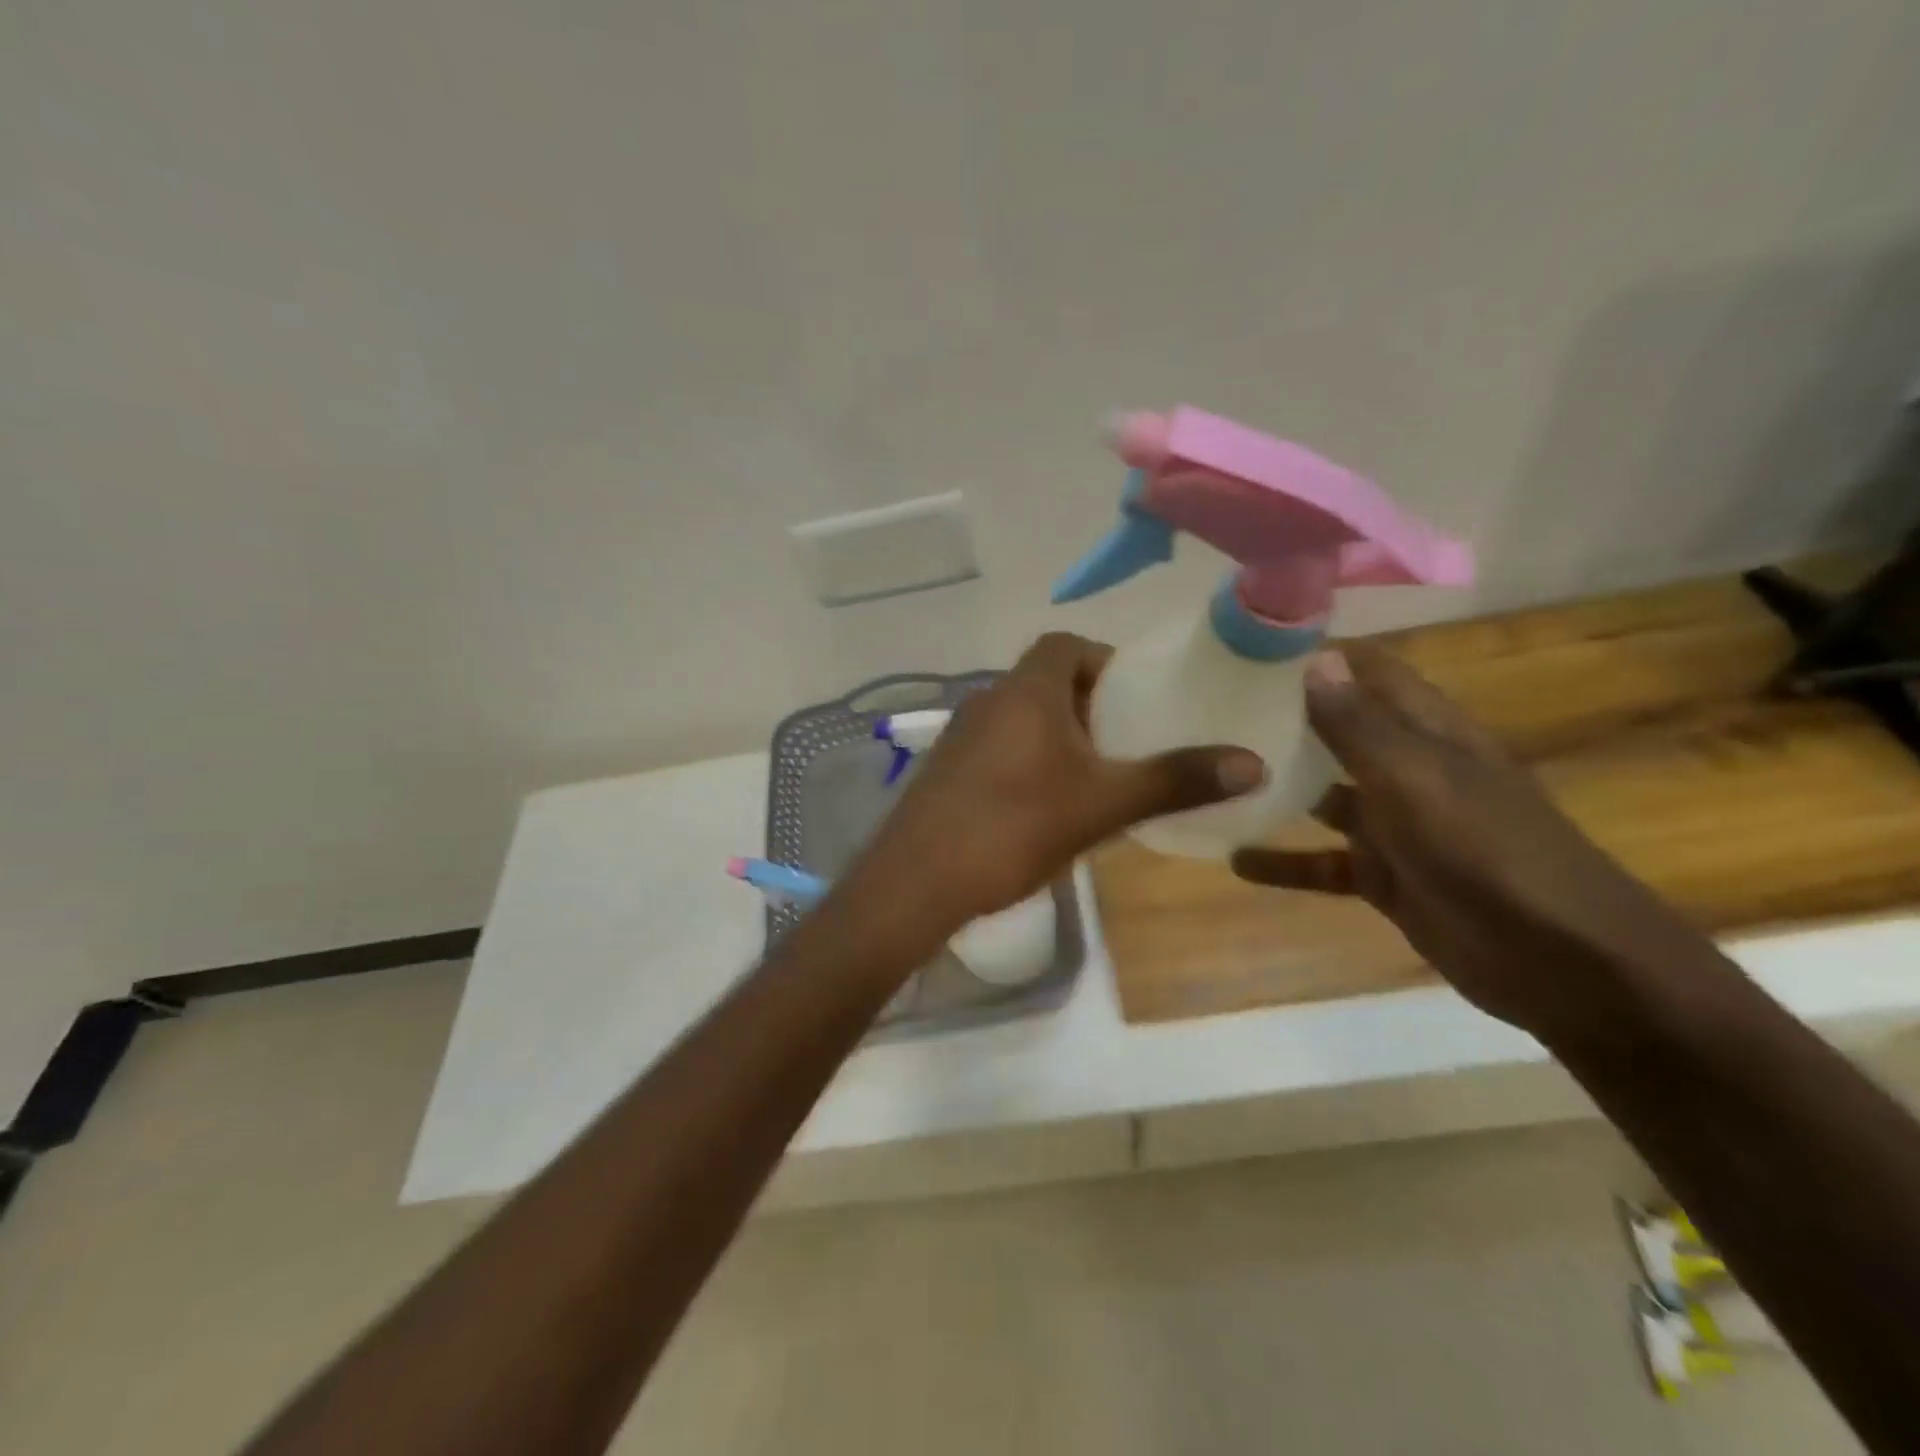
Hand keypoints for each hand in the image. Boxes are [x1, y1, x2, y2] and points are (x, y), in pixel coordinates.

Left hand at [843, 632, 1265, 939]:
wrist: (917, 881)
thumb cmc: (1014, 827)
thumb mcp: (1103, 804)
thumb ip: (1174, 780)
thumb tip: (1253, 762)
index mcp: (1025, 691)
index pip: (1065, 644)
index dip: (1103, 660)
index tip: (1135, 695)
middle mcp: (987, 700)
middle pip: (1045, 681)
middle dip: (1088, 703)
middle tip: (1125, 741)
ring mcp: (959, 737)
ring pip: (1020, 718)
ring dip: (1057, 735)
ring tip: (1094, 776)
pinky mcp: (945, 772)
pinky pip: (997, 748)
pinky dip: (1027, 760)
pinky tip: (1044, 807)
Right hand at [1230, 644, 1702, 1039]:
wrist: (1562, 964)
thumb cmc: (1490, 852)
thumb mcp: (1417, 780)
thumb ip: (1360, 726)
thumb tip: (1314, 660)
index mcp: (1428, 732)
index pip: (1369, 673)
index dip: (1318, 656)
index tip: (1249, 647)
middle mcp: (1408, 769)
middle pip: (1337, 731)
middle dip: (1281, 719)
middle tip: (1208, 708)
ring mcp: (1396, 826)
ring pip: (1322, 796)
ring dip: (1275, 788)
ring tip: (1209, 777)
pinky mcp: (1384, 877)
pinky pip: (1322, 863)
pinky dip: (1283, 862)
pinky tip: (1234, 860)